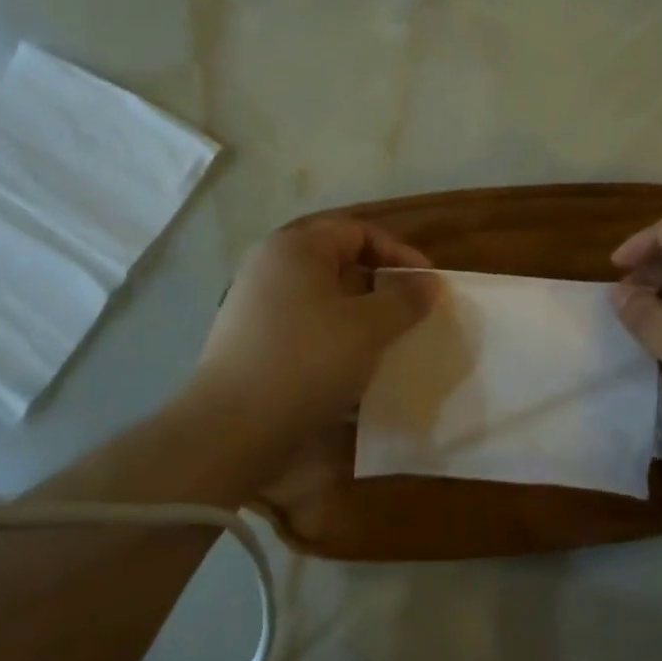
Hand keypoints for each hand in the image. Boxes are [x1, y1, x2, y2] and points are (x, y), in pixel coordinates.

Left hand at [196, 217, 435, 436]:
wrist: (232, 428)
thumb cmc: (307, 361)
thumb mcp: (369, 328)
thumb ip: (405, 299)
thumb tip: (429, 283)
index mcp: (297, 247)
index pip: (359, 231)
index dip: (399, 253)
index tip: (427, 287)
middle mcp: (271, 267)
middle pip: (338, 263)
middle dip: (380, 287)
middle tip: (408, 315)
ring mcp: (255, 305)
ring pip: (322, 300)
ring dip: (358, 318)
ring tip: (385, 346)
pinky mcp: (250, 342)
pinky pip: (304, 329)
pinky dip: (333, 341)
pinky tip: (351, 373)